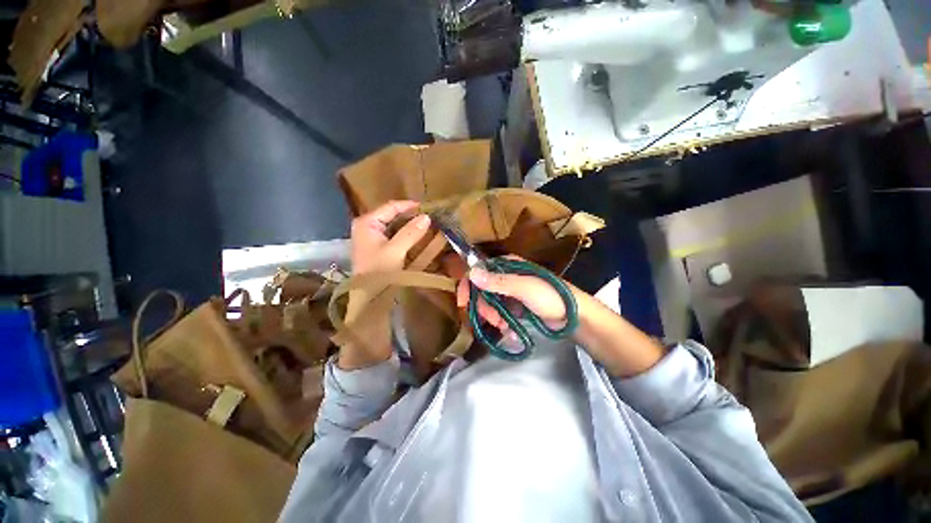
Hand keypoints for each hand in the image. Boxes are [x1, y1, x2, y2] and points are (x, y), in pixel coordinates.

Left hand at [350, 201, 430, 274]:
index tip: (428, 207)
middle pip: (392, 215)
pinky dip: (406, 234)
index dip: (410, 206)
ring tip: (427, 225)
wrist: (367, 296)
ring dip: (409, 225)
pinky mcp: (376, 247)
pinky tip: (417, 237)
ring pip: (394, 225)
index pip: (391, 207)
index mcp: (367, 222)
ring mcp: (371, 236)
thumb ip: (410, 232)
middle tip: (430, 217)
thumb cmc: (378, 271)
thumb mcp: (396, 251)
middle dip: (411, 216)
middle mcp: (367, 225)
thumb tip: (426, 217)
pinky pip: (393, 235)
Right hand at [455, 256, 569, 335]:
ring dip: (493, 317)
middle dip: (484, 307)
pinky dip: (501, 323)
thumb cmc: (551, 296)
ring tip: (504, 326)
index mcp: (507, 266)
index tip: (463, 302)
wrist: (574, 316)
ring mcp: (510, 293)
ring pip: (489, 304)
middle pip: (482, 290)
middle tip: (494, 320)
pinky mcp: (514, 306)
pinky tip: (509, 330)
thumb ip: (498, 282)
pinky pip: (499, 313)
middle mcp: (505, 277)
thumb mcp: (524, 288)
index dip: (468, 285)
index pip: (479, 271)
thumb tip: (471, 273)